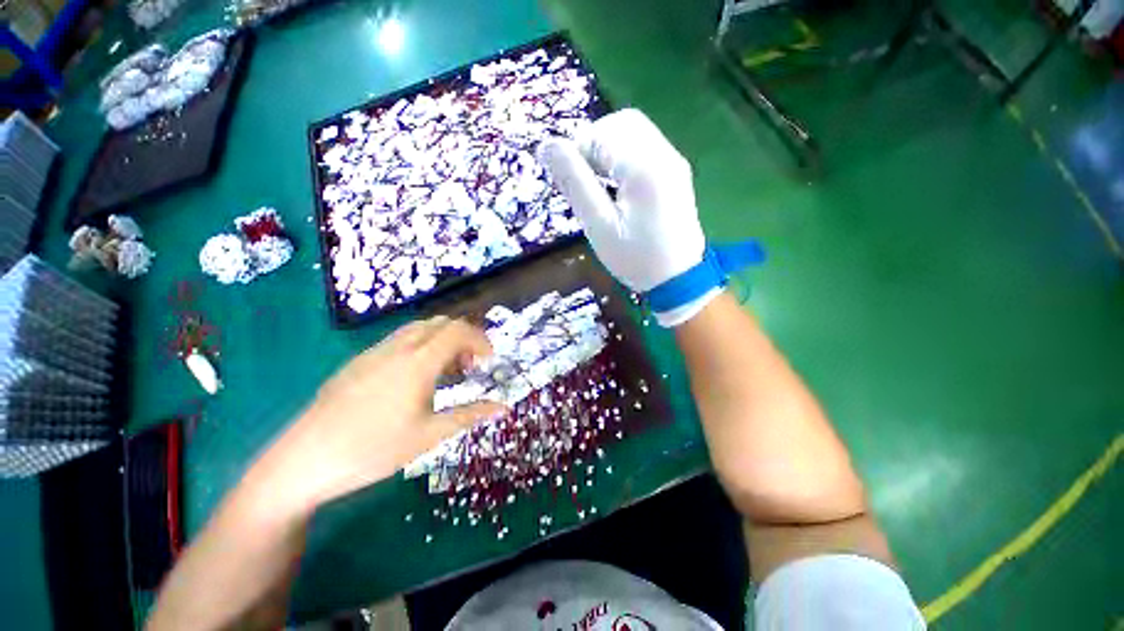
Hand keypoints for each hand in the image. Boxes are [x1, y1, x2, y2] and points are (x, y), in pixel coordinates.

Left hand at [253, 317, 505, 513]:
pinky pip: (399, 340)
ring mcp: (374, 351)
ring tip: (445, 371)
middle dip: (463, 337)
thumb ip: (469, 415)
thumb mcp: (429, 435)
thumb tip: (503, 407)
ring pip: (418, 328)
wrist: (303, 461)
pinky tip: (414, 378)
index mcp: (418, 362)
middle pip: (440, 323)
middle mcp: (398, 347)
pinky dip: (420, 346)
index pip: (458, 331)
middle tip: (470, 366)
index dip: (480, 340)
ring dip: (441, 340)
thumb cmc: (373, 449)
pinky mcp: (358, 361)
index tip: (489, 360)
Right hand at [539, 109, 713, 325]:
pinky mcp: (675, 171)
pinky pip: (644, 147)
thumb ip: (574, 183)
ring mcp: (673, 161)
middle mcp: (664, 154)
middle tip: (583, 180)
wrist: (678, 279)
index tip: (569, 182)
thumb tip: (547, 146)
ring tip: (598, 185)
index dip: (577, 151)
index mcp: (644, 167)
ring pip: (633, 132)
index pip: (600, 134)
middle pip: (620, 123)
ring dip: (608, 149)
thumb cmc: (635, 258)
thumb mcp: (599, 226)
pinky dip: (623, 157)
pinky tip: (617, 186)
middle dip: (593, 144)